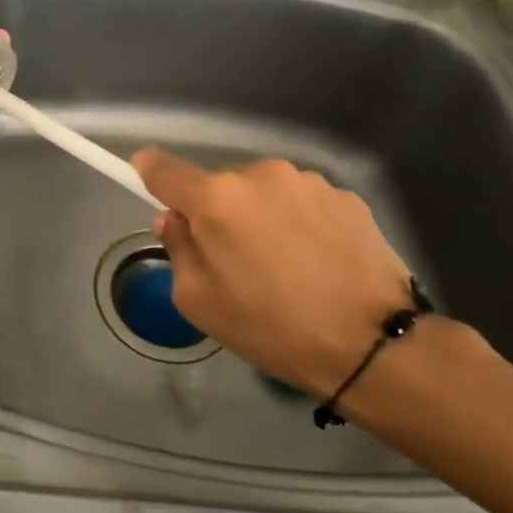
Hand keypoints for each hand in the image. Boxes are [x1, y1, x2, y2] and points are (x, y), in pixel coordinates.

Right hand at [132, 149, 416, 392]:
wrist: (370, 343)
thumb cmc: (270, 326)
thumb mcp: (199, 301)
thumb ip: (178, 249)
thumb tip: (175, 220)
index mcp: (216, 199)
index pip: (164, 169)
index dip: (148, 171)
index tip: (143, 175)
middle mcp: (261, 175)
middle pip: (220, 185)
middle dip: (216, 211)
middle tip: (231, 258)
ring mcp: (308, 182)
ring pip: (263, 192)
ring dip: (260, 215)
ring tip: (282, 265)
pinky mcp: (347, 197)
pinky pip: (302, 202)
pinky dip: (298, 223)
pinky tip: (316, 262)